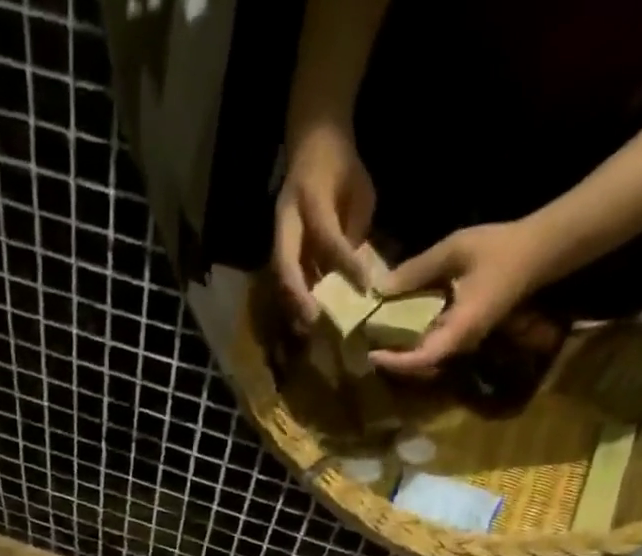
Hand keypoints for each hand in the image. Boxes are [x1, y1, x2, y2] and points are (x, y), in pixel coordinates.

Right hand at [274, 118, 376, 324]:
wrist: (312, 142)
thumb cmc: (341, 166)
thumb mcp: (359, 191)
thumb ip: (355, 231)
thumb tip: (358, 273)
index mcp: (310, 197)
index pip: (327, 237)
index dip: (345, 264)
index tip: (364, 288)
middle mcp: (286, 219)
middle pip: (285, 264)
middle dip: (298, 295)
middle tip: (313, 321)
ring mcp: (277, 234)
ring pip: (280, 275)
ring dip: (291, 302)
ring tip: (306, 328)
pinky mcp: (277, 245)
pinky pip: (283, 276)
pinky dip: (293, 297)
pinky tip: (304, 316)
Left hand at [370, 219, 560, 374]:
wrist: (539, 250)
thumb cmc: (500, 248)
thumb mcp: (456, 249)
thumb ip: (417, 270)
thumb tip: (379, 288)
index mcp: (461, 328)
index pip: (423, 359)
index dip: (396, 362)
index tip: (371, 355)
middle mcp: (460, 342)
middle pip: (418, 363)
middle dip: (390, 358)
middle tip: (361, 345)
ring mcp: (461, 339)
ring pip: (423, 354)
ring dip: (398, 349)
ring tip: (370, 336)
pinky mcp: (460, 331)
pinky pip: (431, 340)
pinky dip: (410, 336)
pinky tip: (392, 322)